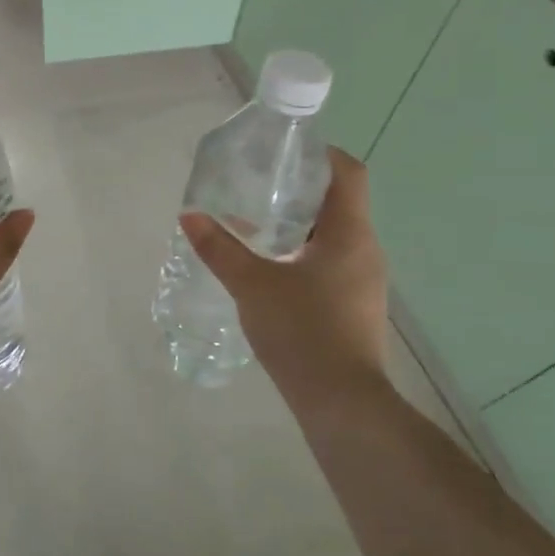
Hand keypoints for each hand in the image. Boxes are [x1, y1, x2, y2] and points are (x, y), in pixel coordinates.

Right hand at [180, 147, 387, 406]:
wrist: (341, 403)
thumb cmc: (302, 331)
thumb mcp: (252, 285)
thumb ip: (220, 248)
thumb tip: (189, 216)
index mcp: (349, 233)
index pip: (348, 172)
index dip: (320, 154)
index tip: (283, 152)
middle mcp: (365, 250)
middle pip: (338, 202)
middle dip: (299, 190)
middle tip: (257, 186)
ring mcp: (364, 281)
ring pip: (334, 236)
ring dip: (299, 225)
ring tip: (256, 225)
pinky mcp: (355, 305)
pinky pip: (332, 263)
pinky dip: (304, 254)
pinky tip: (271, 269)